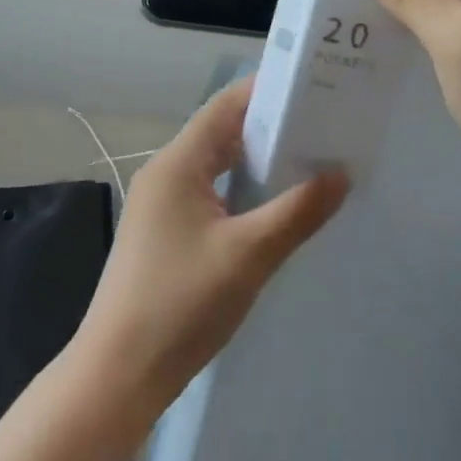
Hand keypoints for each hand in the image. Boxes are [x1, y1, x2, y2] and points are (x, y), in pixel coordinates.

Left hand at [73, 78, 347, 412]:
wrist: (120, 372)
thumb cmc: (181, 303)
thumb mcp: (248, 256)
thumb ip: (297, 212)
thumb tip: (340, 174)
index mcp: (178, 163)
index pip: (226, 106)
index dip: (267, 91)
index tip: (313, 88)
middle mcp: (166, 173)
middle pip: (222, 132)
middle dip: (270, 126)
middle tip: (323, 126)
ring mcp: (162, 204)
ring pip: (217, 166)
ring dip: (257, 161)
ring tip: (309, 160)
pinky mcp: (165, 232)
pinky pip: (210, 194)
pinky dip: (242, 190)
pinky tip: (273, 207)